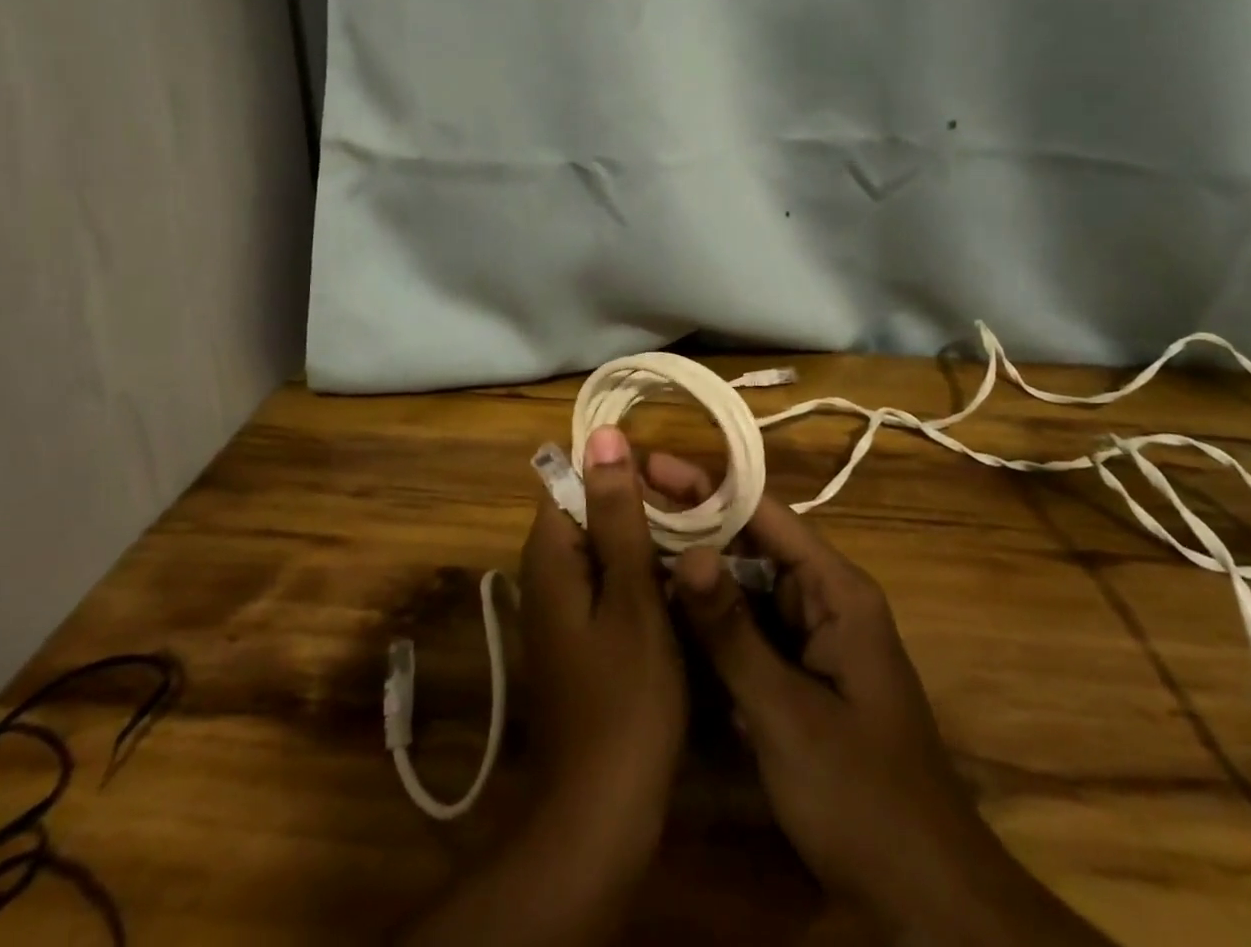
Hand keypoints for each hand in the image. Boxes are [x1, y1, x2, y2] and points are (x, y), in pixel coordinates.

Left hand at [520, 424, 686, 848]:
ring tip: (703, 542)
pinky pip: (611, 583)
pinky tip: (684, 585)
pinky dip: (644, 576)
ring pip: (607, 548)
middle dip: (643, 506)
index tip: (675, 479)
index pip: (575, 477)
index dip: (623, 470)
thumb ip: (618, 514)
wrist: (600, 815)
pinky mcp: (581, 635)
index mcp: (550, 553)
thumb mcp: (630, 596)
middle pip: (592, 510)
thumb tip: (604, 435)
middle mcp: (546, 571)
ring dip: (649, 542)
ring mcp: (563, 606)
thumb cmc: (624, 700)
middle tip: (701, 514)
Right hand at [649, 453, 1112, 944]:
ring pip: (743, 588)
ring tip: (629, 549)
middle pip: (749, 545)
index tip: (650, 464)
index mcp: (836, 591)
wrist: (925, 899)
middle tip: (625, 507)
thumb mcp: (787, 713)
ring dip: (693, 574)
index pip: (764, 514)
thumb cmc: (862, 796)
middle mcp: (823, 600)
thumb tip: (686, 552)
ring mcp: (809, 638)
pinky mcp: (796, 674)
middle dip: (691, 527)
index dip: (706, 485)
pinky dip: (707, 621)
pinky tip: (659, 614)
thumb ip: (732, 632)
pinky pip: (745, 631)